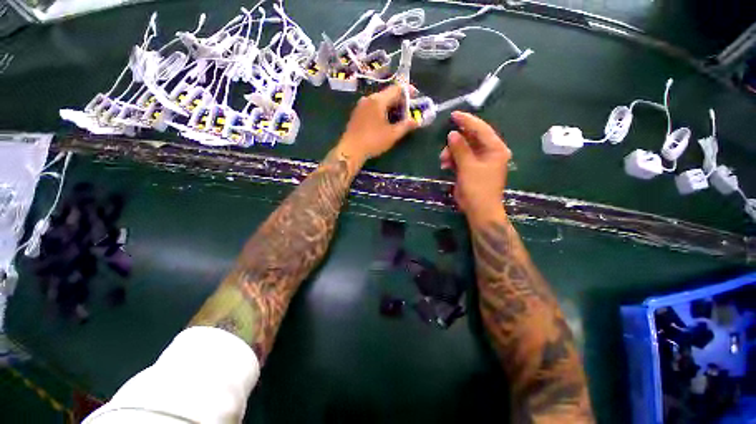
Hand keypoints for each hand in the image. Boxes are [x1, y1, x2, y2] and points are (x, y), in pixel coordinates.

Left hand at [337, 85, 418, 162]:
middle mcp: (368, 98)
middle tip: (408, 112)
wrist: (351, 150)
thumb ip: (405, 126)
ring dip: (390, 107)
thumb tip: (416, 121)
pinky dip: (381, 111)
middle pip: (388, 94)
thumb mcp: (392, 135)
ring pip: (379, 101)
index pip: (397, 89)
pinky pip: (372, 107)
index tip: (416, 98)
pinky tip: (384, 122)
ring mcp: (361, 106)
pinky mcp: (357, 114)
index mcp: (378, 100)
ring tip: (398, 118)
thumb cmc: (373, 141)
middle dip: (400, 101)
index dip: (408, 92)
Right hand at [440, 111, 510, 222]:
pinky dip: (452, 160)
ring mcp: (480, 161)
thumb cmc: (478, 188)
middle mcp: (489, 152)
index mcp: (495, 149)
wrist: (479, 210)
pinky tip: (445, 165)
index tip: (454, 115)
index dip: (467, 121)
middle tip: (445, 146)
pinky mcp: (471, 168)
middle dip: (456, 142)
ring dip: (451, 152)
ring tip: (443, 161)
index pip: (481, 129)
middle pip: (471, 138)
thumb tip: (452, 134)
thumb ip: (460, 149)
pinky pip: (460, 158)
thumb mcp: (468, 167)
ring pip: (463, 149)